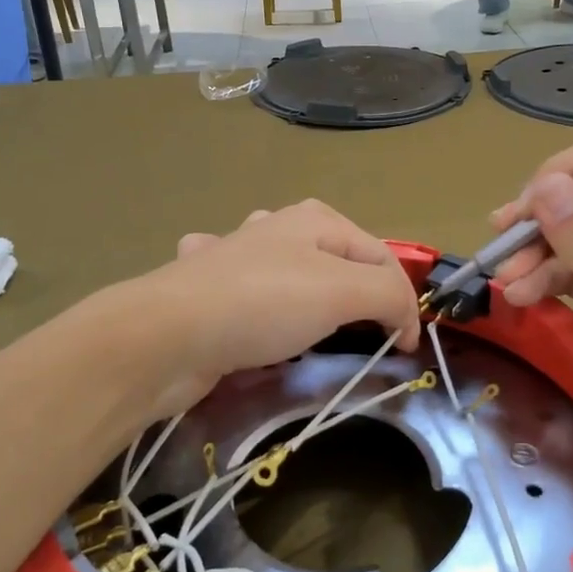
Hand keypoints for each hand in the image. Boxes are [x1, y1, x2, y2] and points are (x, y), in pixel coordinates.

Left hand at [142, 200, 421, 413]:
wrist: (166, 335)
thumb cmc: (263, 304)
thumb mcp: (343, 291)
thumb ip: (389, 294)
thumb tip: (405, 319)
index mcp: (314, 219)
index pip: (382, 256)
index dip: (402, 302)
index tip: (404, 351)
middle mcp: (276, 228)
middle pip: (340, 264)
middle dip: (356, 300)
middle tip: (361, 340)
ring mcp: (236, 256)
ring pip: (291, 275)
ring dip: (306, 300)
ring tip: (309, 331)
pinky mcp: (208, 290)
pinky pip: (247, 296)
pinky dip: (256, 308)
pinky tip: (248, 322)